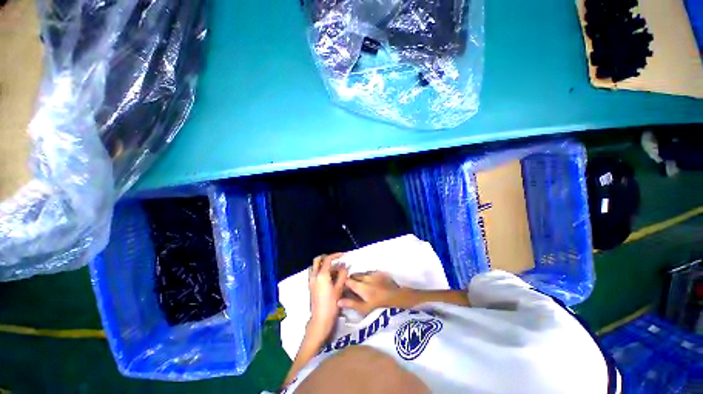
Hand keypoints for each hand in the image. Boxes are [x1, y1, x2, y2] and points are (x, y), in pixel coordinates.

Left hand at [307, 253, 347, 339]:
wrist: (320, 319)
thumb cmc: (331, 304)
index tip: (343, 255)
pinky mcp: (311, 286)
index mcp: (321, 275)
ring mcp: (311, 281)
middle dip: (327, 257)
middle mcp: (314, 276)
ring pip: (315, 266)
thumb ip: (342, 274)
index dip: (336, 255)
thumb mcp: (339, 288)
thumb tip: (344, 266)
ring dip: (323, 264)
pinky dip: (321, 270)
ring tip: (334, 269)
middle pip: (318, 260)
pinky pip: (315, 273)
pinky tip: (330, 277)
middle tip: (336, 260)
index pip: (328, 259)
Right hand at [338, 271, 403, 314]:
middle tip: (351, 286)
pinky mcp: (378, 272)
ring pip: (361, 273)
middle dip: (351, 279)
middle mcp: (364, 277)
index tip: (343, 287)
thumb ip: (351, 303)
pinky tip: (369, 281)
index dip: (344, 283)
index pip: (347, 281)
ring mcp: (372, 274)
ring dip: (359, 277)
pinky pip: (369, 272)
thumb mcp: (364, 308)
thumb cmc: (379, 305)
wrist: (396, 296)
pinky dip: (367, 275)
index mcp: (360, 286)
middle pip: (354, 275)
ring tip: (360, 283)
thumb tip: (338, 301)